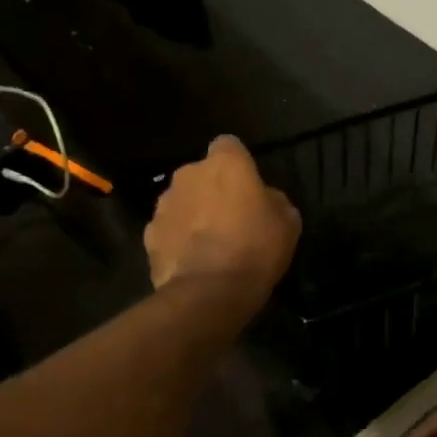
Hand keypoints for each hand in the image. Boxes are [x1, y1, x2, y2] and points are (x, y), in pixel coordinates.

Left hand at [145, 136, 300, 298]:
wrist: (210, 292)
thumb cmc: (257, 248)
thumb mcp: (287, 222)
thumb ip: (273, 200)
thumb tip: (264, 199)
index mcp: (225, 164)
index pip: (228, 145)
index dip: (237, 162)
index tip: (247, 183)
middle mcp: (188, 175)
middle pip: (200, 174)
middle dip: (211, 189)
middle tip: (230, 216)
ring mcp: (164, 205)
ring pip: (181, 201)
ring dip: (193, 213)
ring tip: (209, 243)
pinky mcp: (149, 235)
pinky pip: (168, 229)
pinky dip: (177, 239)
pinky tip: (193, 260)